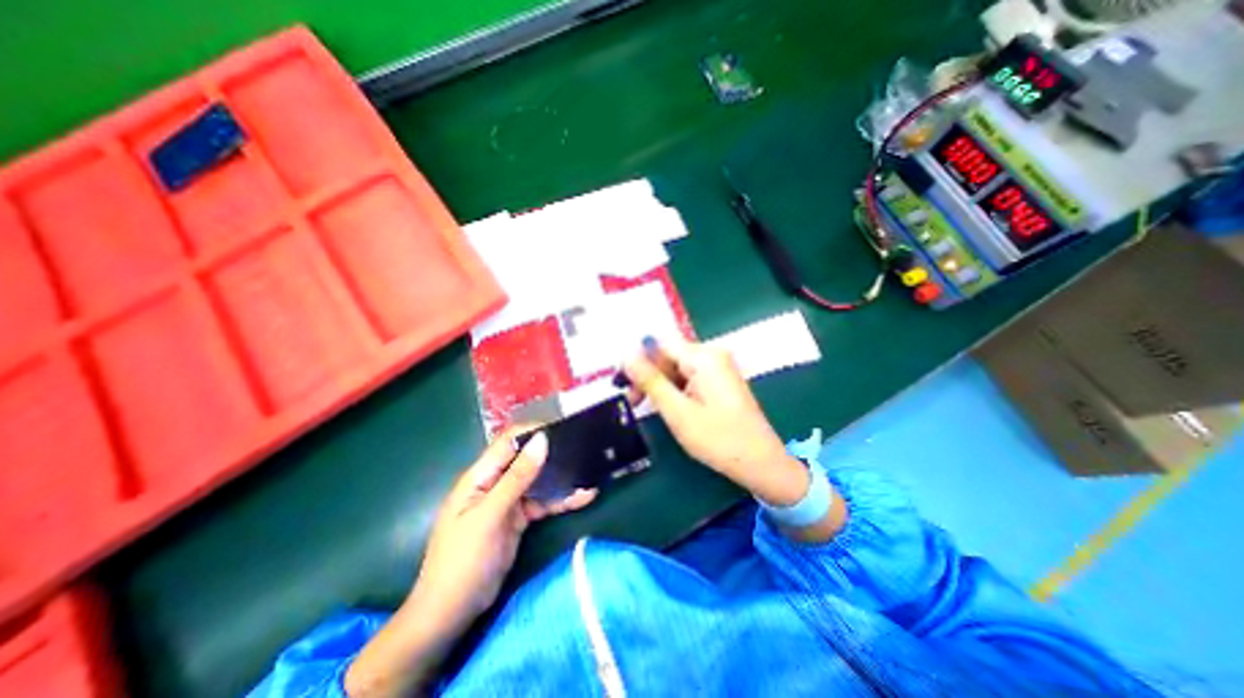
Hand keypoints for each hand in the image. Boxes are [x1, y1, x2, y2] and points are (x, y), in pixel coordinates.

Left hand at [339, 431, 590, 697]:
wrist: (450, 615)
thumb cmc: (463, 561)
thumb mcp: (490, 516)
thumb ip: (517, 478)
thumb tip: (542, 440)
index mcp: (481, 476)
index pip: (509, 442)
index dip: (534, 431)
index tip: (564, 427)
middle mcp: (495, 482)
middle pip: (527, 459)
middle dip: (553, 452)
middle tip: (584, 446)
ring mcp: (508, 501)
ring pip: (539, 481)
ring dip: (562, 477)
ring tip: (590, 470)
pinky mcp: (519, 519)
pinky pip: (543, 503)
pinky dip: (561, 500)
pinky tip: (584, 496)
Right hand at [620, 342, 807, 508]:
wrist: (761, 463)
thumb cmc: (719, 439)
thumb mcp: (677, 411)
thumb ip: (650, 381)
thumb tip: (626, 355)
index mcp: (704, 357)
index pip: (659, 344)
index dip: (637, 360)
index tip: (621, 383)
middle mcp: (711, 354)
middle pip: (668, 355)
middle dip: (648, 376)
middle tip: (632, 402)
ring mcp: (717, 367)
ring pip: (676, 367)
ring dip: (659, 384)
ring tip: (645, 407)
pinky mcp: (719, 380)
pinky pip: (688, 376)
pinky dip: (674, 389)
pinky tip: (668, 406)